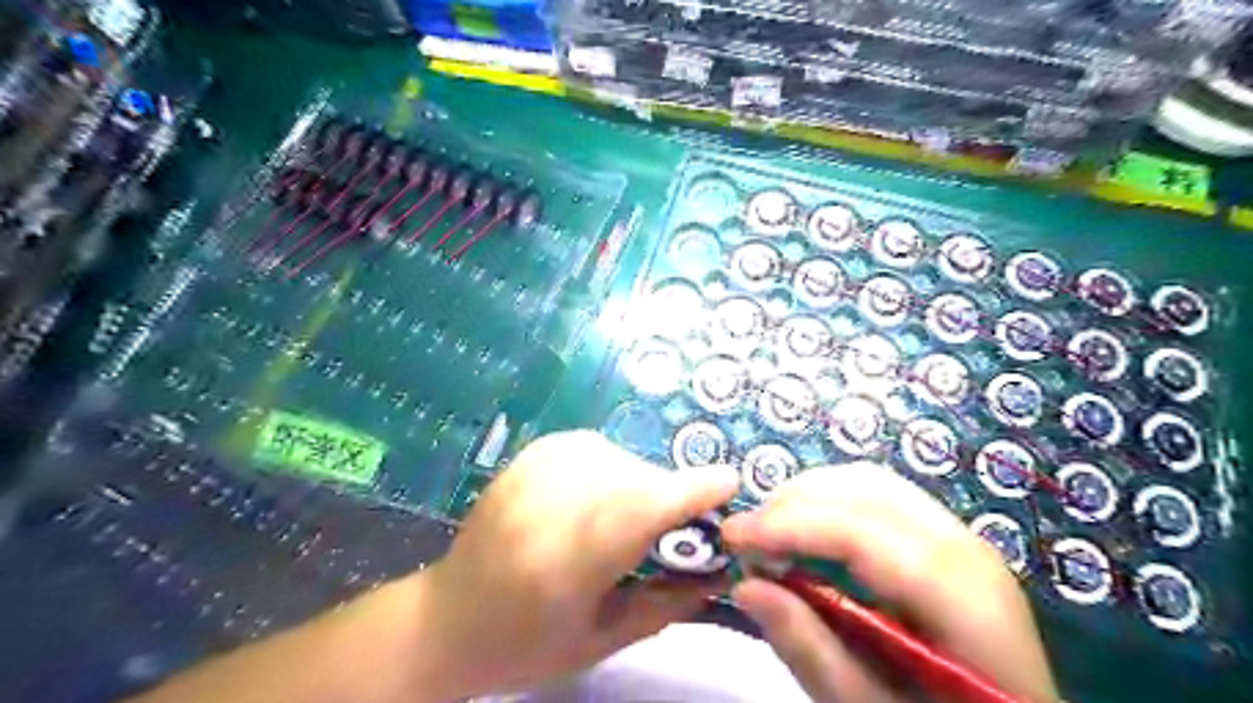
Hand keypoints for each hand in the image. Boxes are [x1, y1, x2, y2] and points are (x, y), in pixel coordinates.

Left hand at [411, 430, 740, 698]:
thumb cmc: (526, 642)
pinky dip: (612, 469)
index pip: (644, 506)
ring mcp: (539, 468)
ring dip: (640, 484)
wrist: (448, 617)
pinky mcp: (532, 454)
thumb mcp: (603, 640)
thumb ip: (667, 602)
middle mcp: (555, 500)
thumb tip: (720, 570)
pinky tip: (597, 496)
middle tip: (672, 529)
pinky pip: (597, 448)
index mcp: (571, 558)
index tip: (730, 483)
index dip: (693, 490)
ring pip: (622, 459)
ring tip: (625, 520)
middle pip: (640, 478)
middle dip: (668, 499)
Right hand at [724, 463, 1055, 702]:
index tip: (732, 538)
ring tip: (770, 533)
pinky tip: (809, 531)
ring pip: (870, 482)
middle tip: (746, 538)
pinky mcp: (945, 536)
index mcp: (961, 597)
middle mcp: (965, 547)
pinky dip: (832, 501)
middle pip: (865, 490)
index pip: (863, 532)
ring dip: (810, 496)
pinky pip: (880, 495)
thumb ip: (810, 648)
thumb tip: (746, 585)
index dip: (791, 525)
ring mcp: (960, 535)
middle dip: (793, 502)